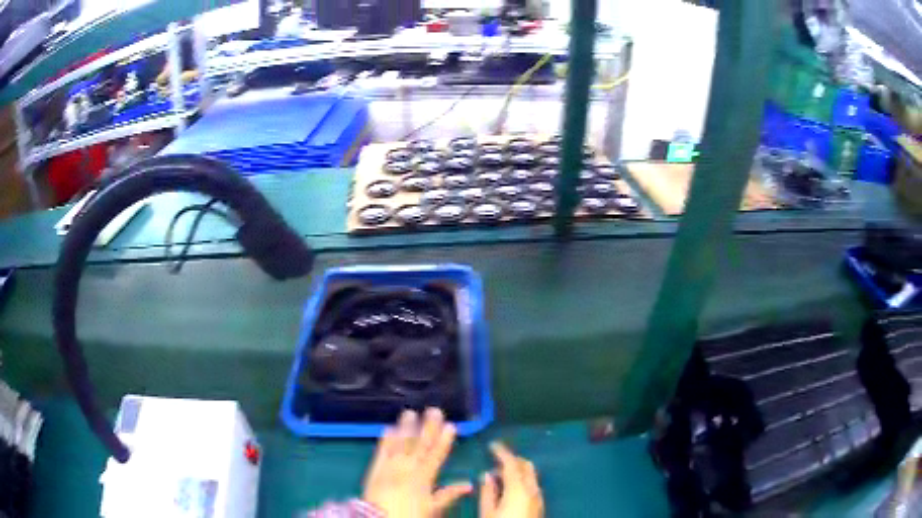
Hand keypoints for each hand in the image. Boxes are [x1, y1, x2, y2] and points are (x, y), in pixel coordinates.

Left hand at [363, 408, 472, 516]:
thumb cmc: (410, 515)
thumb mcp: (433, 508)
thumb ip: (449, 494)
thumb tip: (469, 484)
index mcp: (424, 477)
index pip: (437, 455)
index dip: (445, 440)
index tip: (452, 425)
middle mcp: (407, 468)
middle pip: (419, 445)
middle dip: (428, 427)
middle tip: (434, 410)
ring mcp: (390, 466)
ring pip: (400, 444)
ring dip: (406, 427)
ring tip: (411, 412)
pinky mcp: (375, 468)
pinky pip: (381, 451)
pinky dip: (385, 439)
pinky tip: (388, 428)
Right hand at [480, 442, 543, 517]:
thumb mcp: (487, 512)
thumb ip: (488, 492)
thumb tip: (486, 475)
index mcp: (518, 489)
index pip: (511, 463)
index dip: (501, 451)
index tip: (492, 445)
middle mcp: (533, 490)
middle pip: (526, 466)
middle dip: (512, 459)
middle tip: (495, 459)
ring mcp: (538, 498)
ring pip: (530, 476)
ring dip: (517, 471)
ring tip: (497, 476)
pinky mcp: (539, 505)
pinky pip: (532, 485)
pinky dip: (521, 480)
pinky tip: (508, 488)